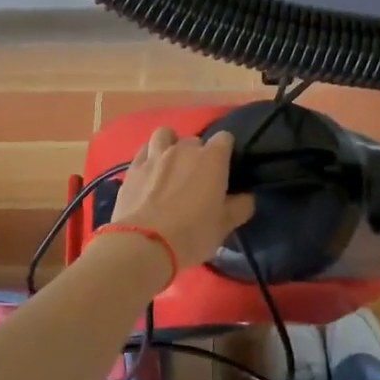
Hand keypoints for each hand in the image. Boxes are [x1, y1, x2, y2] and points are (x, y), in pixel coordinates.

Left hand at [112, 127, 254, 269]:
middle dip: (198, 154)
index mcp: (212, 159)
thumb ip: (240, 207)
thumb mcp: (224, 226)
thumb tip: (247, 198)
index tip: (225, 169)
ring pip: (165, 135)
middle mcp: (184, 149)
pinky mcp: (133, 168)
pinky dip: (149, 157)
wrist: (143, 244)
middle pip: (195, 140)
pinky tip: (150, 172)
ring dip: (170, 145)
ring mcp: (155, 156)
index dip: (226, 152)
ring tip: (171, 164)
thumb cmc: (192, 233)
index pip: (225, 138)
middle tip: (197, 177)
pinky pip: (144, 151)